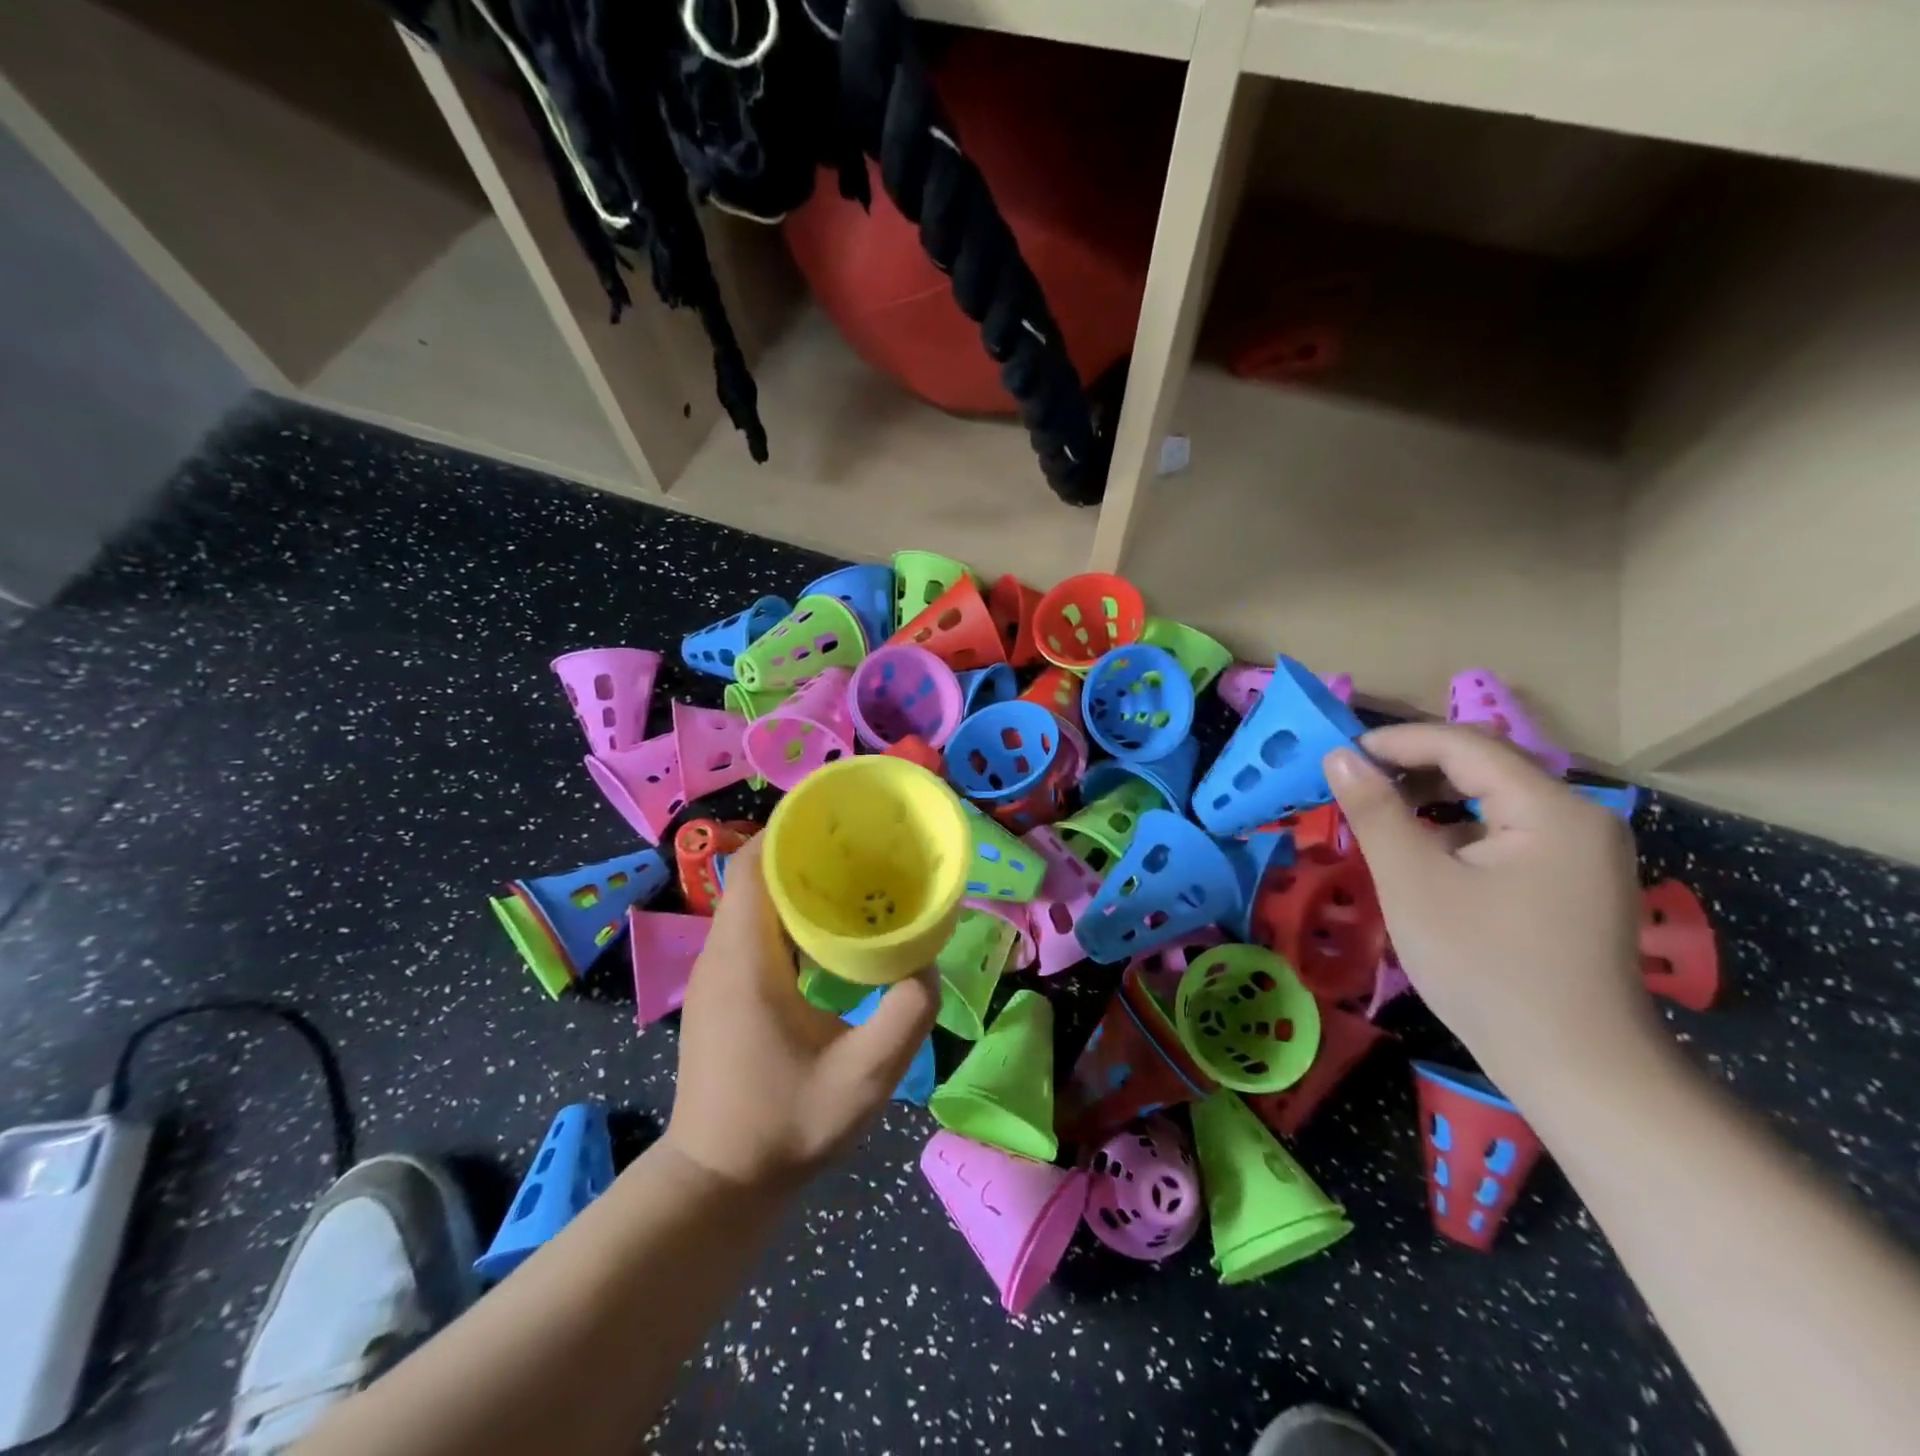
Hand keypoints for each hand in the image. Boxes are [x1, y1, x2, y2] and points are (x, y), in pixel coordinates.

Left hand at [663, 836, 939, 1191]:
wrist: (718, 1184)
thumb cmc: (785, 1127)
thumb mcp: (864, 1078)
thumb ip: (906, 1016)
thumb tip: (928, 965)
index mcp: (745, 960)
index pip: (752, 866)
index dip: (789, 830)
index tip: (839, 819)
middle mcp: (721, 954)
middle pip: (754, 874)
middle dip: (803, 850)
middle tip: (862, 845)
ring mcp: (716, 974)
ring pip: (752, 900)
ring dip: (796, 881)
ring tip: (854, 878)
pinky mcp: (722, 991)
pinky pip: (752, 927)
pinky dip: (787, 911)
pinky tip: (830, 929)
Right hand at [1323, 723, 1651, 1097]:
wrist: (1575, 1070)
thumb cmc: (1486, 970)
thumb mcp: (1413, 883)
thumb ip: (1375, 811)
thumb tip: (1339, 755)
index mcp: (1551, 809)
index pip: (1464, 745)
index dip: (1395, 742)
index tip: (1337, 756)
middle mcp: (1579, 817)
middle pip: (1483, 767)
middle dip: (1411, 770)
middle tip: (1351, 788)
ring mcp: (1582, 852)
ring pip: (1492, 801)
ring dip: (1431, 801)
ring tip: (1377, 820)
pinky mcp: (1573, 881)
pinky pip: (1506, 833)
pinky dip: (1457, 832)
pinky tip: (1422, 858)